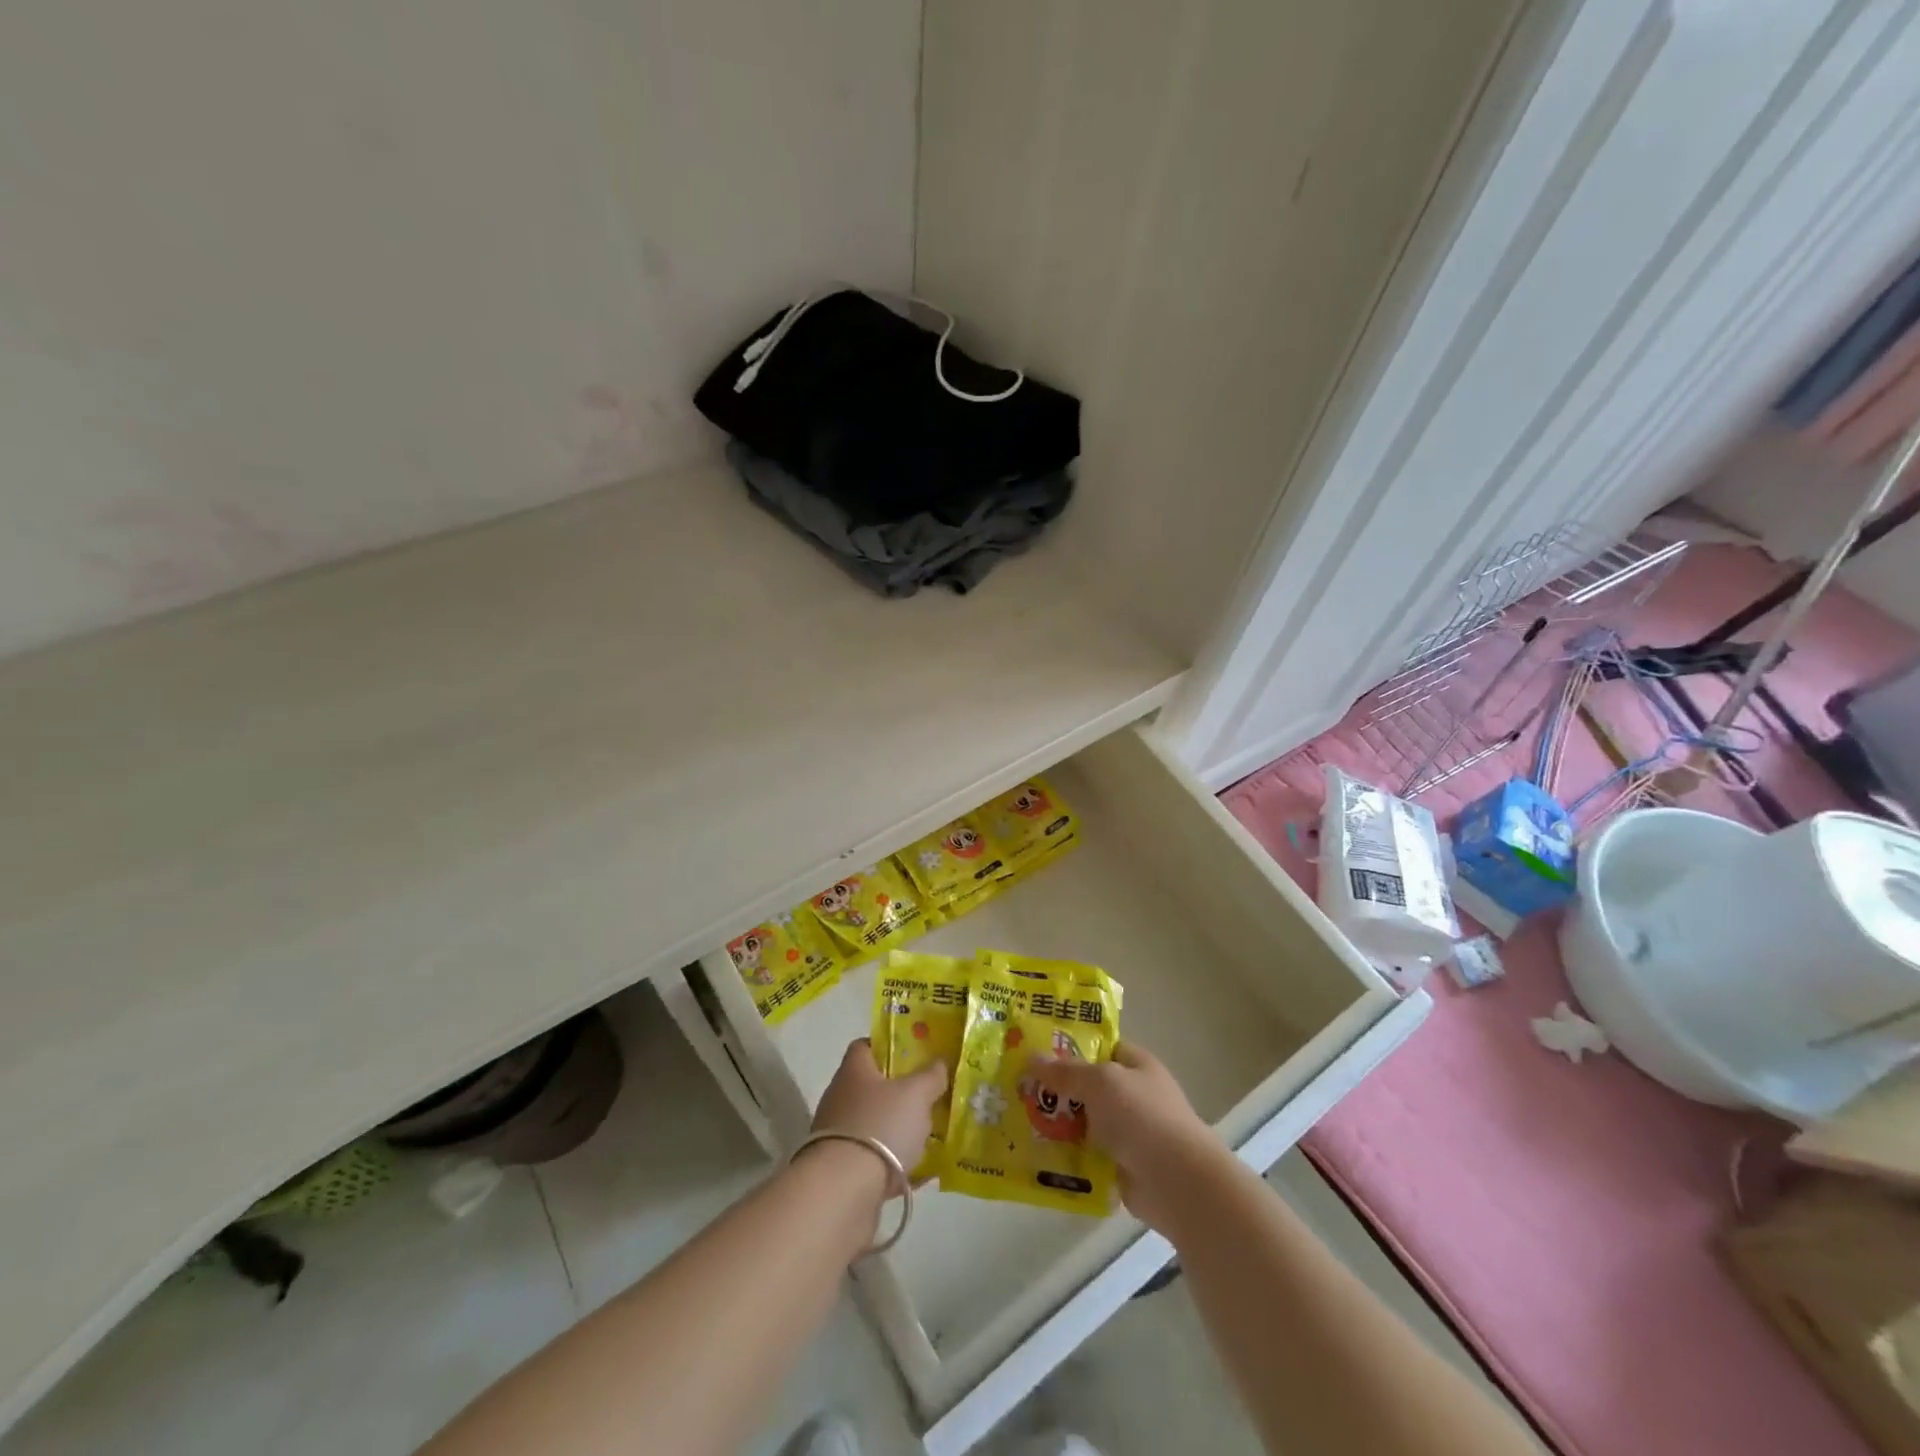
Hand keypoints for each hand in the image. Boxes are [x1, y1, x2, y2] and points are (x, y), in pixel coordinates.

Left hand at [810, 1039, 946, 1179]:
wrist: (844, 1192)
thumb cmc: (880, 1126)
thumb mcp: (916, 1094)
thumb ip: (931, 1076)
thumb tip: (939, 1062)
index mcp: (853, 1071)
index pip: (865, 1046)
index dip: (888, 1046)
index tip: (913, 1055)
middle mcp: (840, 1098)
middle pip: (872, 1086)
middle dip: (899, 1092)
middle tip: (928, 1097)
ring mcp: (838, 1136)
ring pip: (874, 1124)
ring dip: (897, 1130)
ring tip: (928, 1137)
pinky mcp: (841, 1170)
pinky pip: (874, 1160)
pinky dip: (894, 1163)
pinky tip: (920, 1172)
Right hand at [1030, 1041, 1227, 1231]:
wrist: (1178, 1183)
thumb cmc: (1143, 1117)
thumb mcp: (1101, 1082)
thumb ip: (1066, 1071)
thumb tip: (1031, 1057)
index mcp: (1136, 1065)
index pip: (1100, 1047)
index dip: (1070, 1046)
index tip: (1034, 1049)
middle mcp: (1133, 1095)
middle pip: (1087, 1086)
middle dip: (1056, 1088)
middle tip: (1016, 1087)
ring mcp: (1127, 1133)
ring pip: (1083, 1122)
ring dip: (1057, 1124)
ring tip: (1017, 1121)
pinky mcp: (1120, 1166)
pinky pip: (1086, 1155)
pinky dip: (1066, 1156)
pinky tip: (1035, 1155)